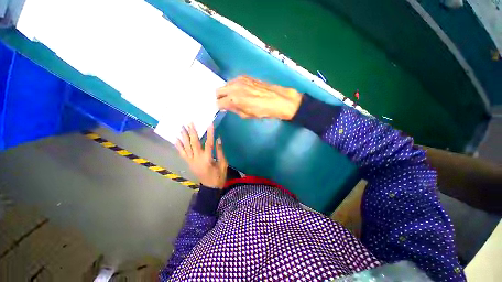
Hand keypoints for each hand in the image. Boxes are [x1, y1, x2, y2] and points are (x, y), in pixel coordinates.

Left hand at [175, 123, 227, 187]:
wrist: (210, 187)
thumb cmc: (219, 176)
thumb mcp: (223, 164)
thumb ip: (220, 151)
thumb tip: (218, 139)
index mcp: (208, 159)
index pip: (209, 143)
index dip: (210, 133)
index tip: (210, 124)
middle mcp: (197, 159)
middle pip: (194, 143)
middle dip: (192, 132)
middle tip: (189, 122)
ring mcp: (191, 161)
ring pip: (186, 147)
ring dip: (183, 137)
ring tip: (181, 127)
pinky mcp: (189, 163)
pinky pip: (182, 153)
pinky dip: (178, 146)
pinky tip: (176, 139)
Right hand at [216, 76, 302, 119]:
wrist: (277, 100)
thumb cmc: (263, 111)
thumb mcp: (246, 115)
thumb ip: (234, 109)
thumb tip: (227, 107)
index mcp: (233, 99)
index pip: (218, 102)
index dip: (220, 107)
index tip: (222, 109)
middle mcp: (234, 88)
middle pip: (218, 91)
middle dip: (220, 98)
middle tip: (225, 103)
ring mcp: (239, 80)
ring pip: (225, 85)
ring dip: (226, 91)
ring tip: (233, 97)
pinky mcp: (245, 76)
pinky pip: (233, 81)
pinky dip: (233, 87)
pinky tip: (240, 91)